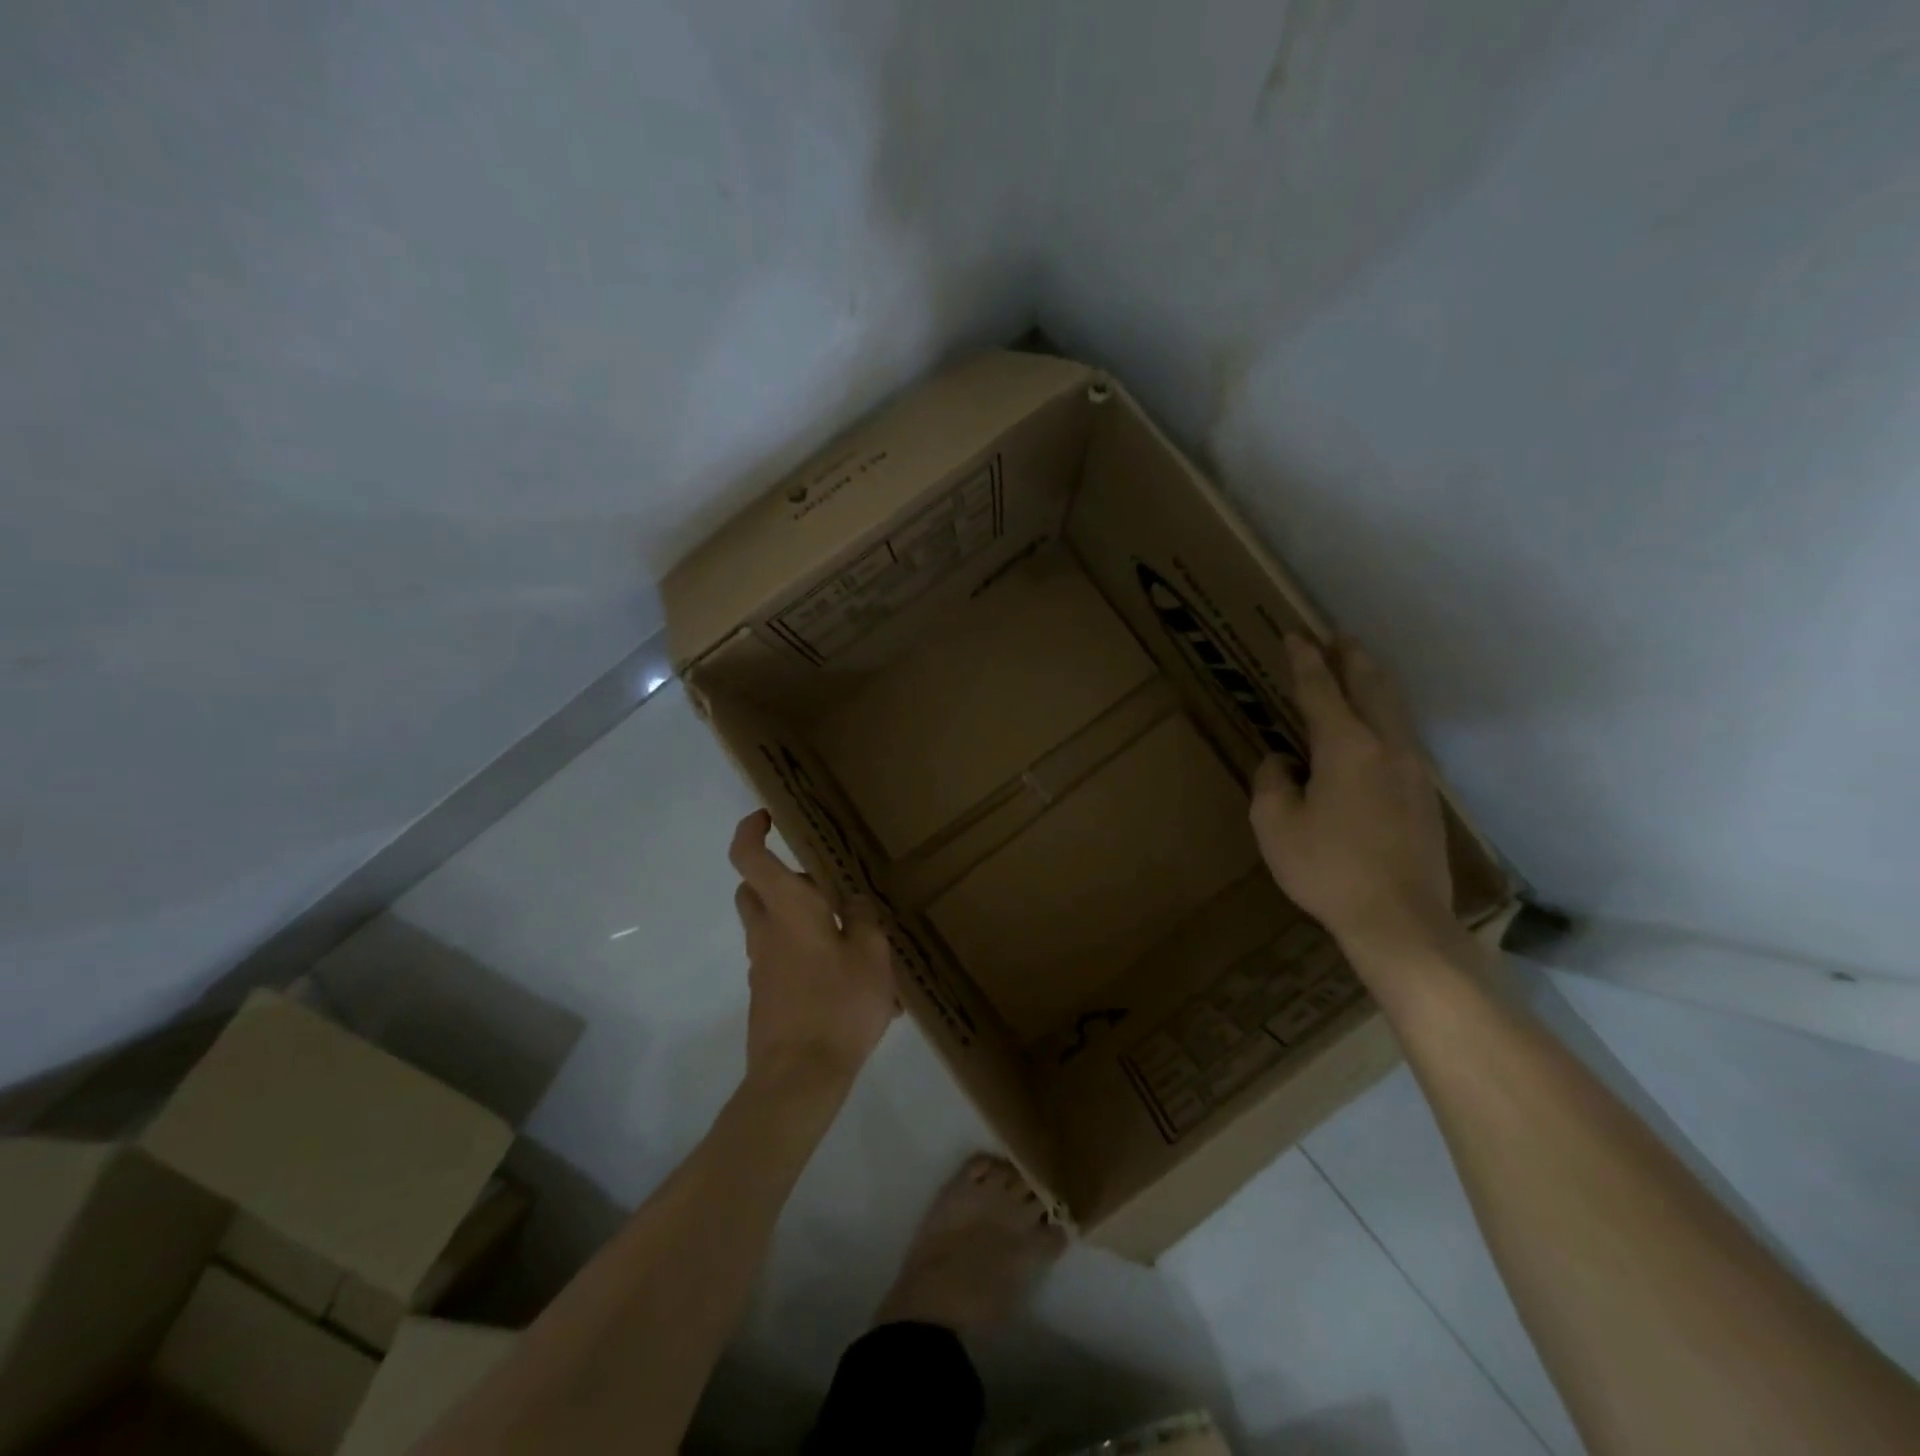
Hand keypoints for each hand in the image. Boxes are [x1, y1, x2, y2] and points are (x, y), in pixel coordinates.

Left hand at [729, 810, 899, 1086]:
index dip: (750, 831)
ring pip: (771, 925)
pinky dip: (808, 956)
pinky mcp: (766, 995)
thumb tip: (854, 901)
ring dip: (802, 920)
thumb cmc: (838, 1005)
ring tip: (856, 944)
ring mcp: (761, 966)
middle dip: (784, 878)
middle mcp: (766, 932)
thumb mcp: (871, 955)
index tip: (767, 818)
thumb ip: (865, 919)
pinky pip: (783, 960)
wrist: (798, 1079)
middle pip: (756, 889)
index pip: (749, 857)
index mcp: (788, 909)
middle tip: (828, 891)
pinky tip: (851, 984)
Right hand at [1250, 636, 1460, 966]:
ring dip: (1373, 684)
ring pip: (1394, 710)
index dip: (1305, 661)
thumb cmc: (1327, 870)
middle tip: (1336, 638)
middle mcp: (1386, 747)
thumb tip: (1282, 762)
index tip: (1294, 635)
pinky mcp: (1426, 795)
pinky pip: (1402, 737)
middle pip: (1371, 686)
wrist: (1400, 921)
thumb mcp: (1275, 826)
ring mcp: (1414, 770)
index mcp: (1346, 747)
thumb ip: (1272, 782)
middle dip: (1351, 658)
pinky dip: (1384, 715)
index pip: (1321, 690)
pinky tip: (1375, 728)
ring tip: (1357, 670)